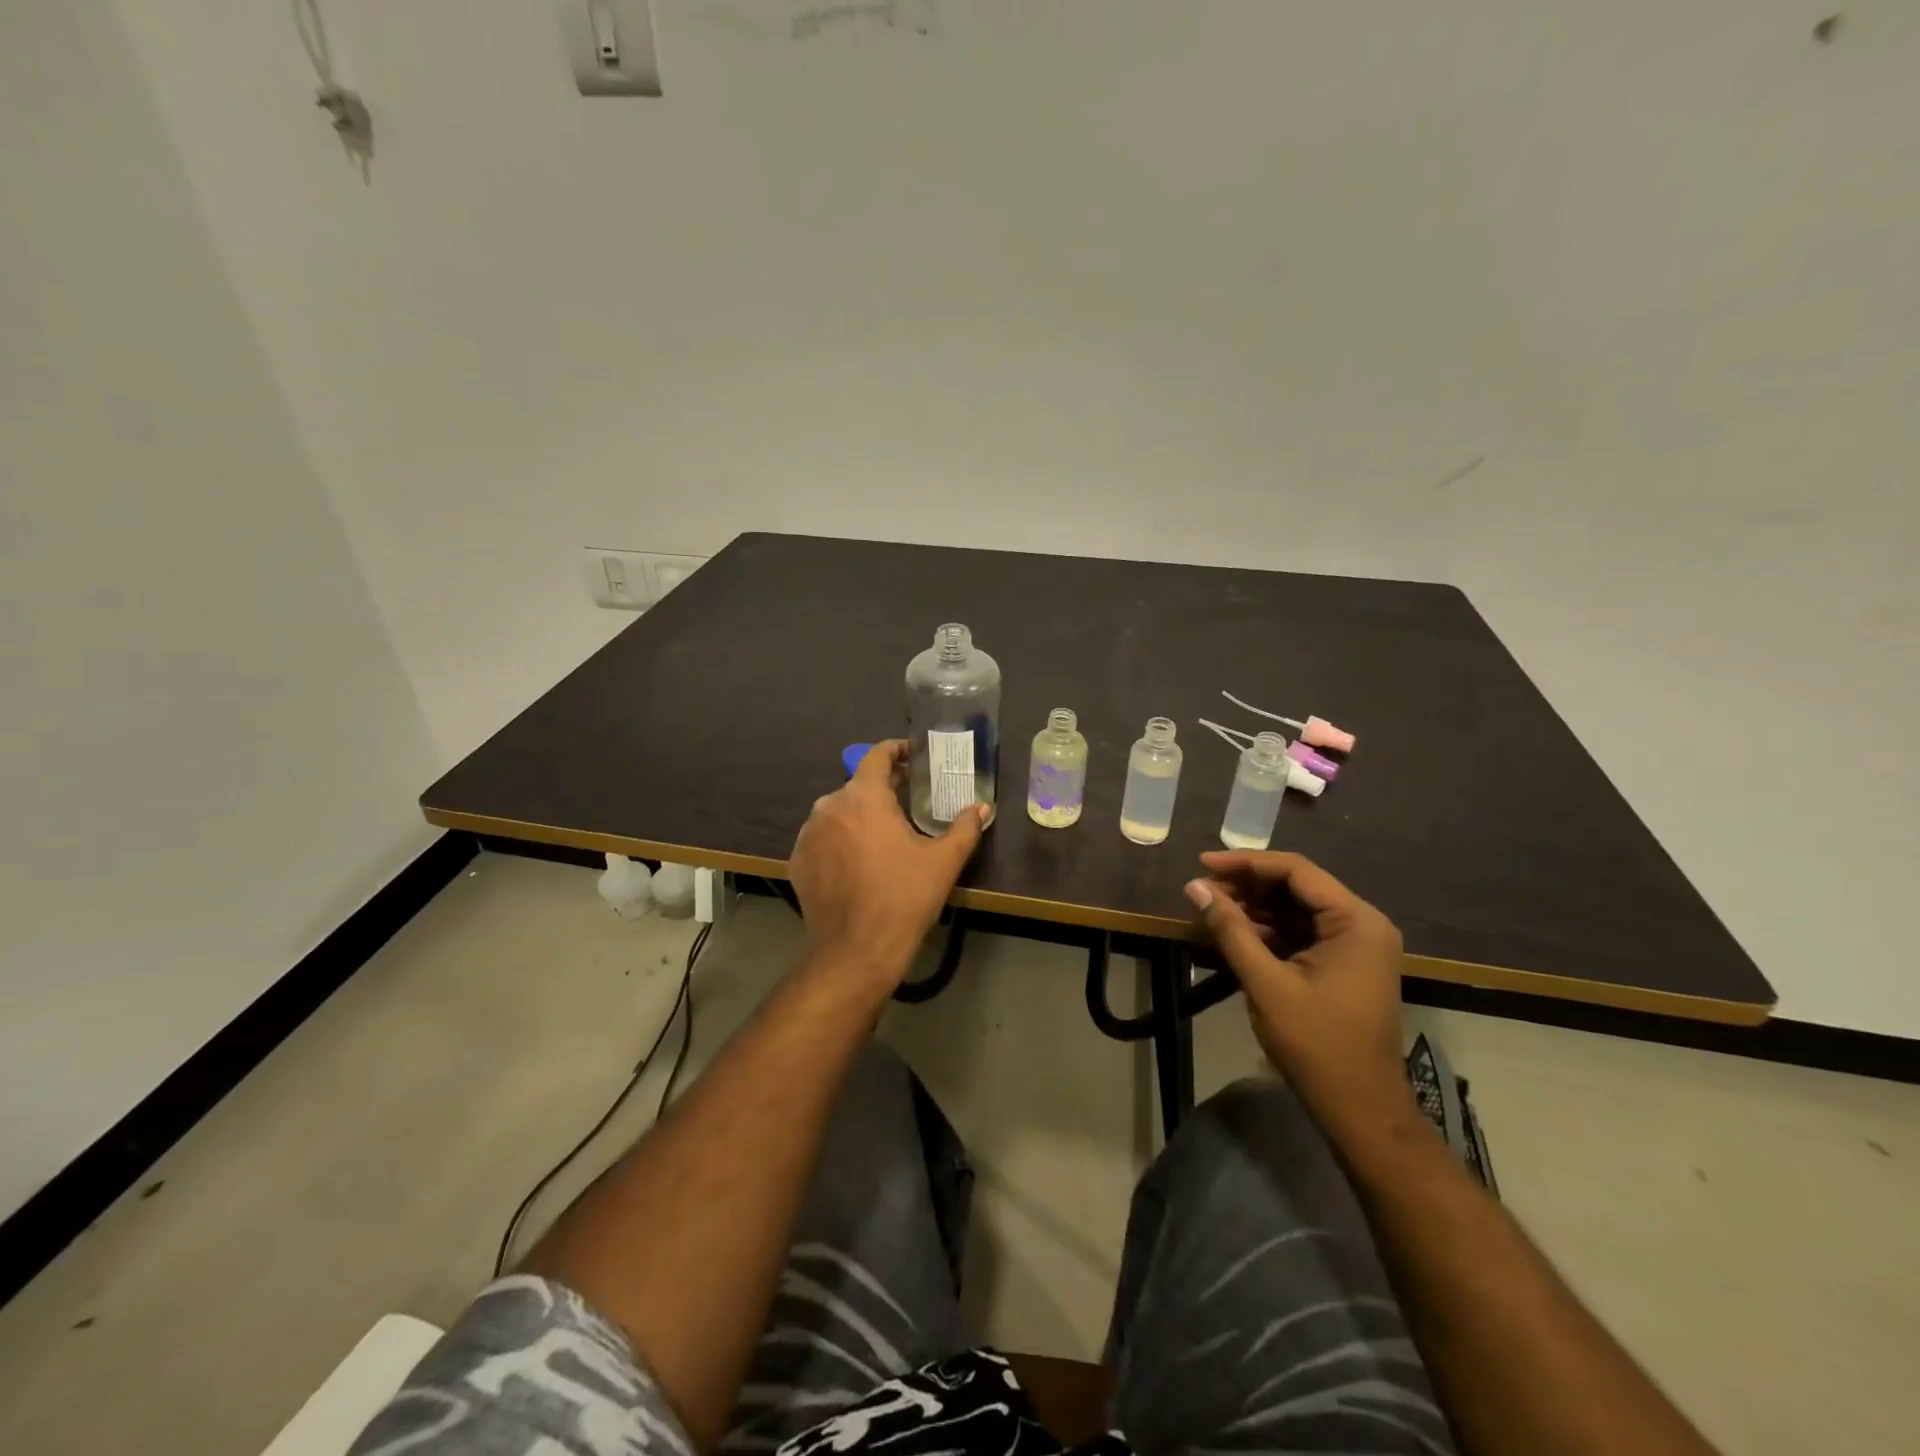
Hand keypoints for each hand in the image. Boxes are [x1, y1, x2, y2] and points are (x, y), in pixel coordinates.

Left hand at [788, 740, 987, 989]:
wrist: (855, 951)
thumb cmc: (903, 898)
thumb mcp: (943, 862)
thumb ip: (965, 827)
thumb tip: (982, 807)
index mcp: (864, 797)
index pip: (876, 755)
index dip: (896, 750)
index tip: (912, 756)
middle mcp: (829, 806)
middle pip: (858, 786)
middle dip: (882, 790)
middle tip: (907, 803)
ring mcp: (808, 834)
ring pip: (838, 812)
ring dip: (859, 816)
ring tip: (883, 836)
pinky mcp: (797, 861)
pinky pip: (823, 839)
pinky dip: (840, 841)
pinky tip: (858, 862)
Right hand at [1185, 851, 1417, 1140]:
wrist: (1360, 1108)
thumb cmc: (1316, 1043)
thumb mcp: (1266, 982)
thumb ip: (1230, 929)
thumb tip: (1195, 887)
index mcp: (1356, 921)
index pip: (1296, 871)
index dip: (1245, 863)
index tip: (1203, 863)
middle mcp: (1362, 923)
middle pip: (1297, 886)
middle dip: (1247, 884)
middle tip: (1202, 888)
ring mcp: (1357, 944)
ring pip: (1297, 908)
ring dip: (1255, 905)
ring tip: (1211, 907)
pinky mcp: (1345, 963)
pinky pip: (1302, 931)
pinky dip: (1269, 928)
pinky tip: (1235, 930)